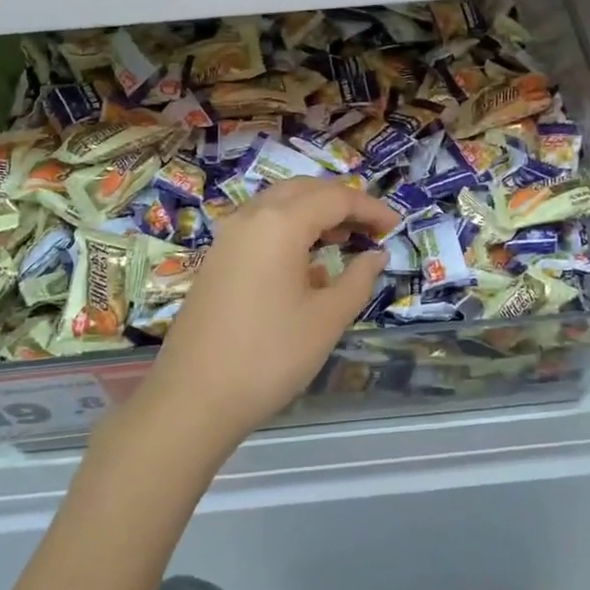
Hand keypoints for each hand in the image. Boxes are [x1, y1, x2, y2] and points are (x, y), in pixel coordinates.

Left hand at [134, 178, 391, 455]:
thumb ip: (358, 279)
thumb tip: (376, 255)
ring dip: (314, 212)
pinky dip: (289, 228)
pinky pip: (260, 225)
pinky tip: (306, 263)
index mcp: (280, 223)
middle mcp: (251, 217)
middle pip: (304, 190)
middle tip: (372, 228)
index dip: (370, 208)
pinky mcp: (216, 259)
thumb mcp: (327, 319)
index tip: (396, 227)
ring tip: (344, 239)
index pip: (335, 198)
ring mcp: (228, 237)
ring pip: (279, 204)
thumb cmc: (270, 356)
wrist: (193, 398)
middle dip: (342, 202)